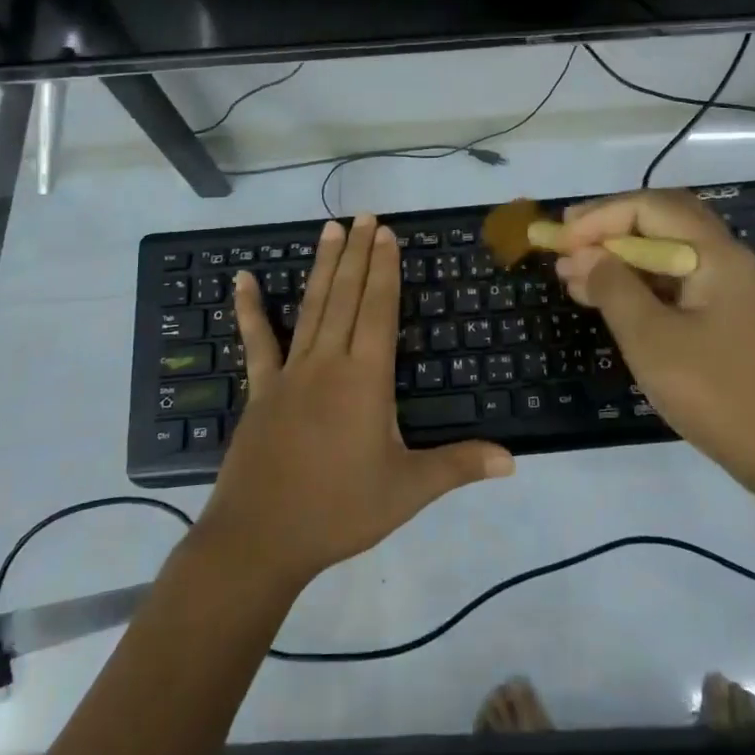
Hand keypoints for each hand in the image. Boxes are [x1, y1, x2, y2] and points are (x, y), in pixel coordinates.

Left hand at [195, 215, 514, 589]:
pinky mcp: (262, 389)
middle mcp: (329, 362)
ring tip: (329, 229)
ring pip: (312, 307)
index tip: (386, 233)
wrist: (261, 538)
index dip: (385, 268)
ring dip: (323, 266)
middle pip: (347, 296)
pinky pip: (257, 341)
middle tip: (365, 216)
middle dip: (358, 253)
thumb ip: (459, 466)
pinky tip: (242, 278)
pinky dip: (249, 308)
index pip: (379, 309)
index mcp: (366, 378)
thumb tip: (513, 458)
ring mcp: (291, 372)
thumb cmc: (340, 510)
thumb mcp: (408, 490)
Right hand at [556, 190, 754, 482]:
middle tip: (566, 242)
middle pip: (663, 220)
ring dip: (622, 257)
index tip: (560, 239)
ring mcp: (733, 290)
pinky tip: (610, 300)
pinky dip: (641, 284)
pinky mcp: (730, 319)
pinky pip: (678, 283)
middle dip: (610, 227)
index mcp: (716, 254)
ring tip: (573, 274)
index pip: (649, 208)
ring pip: (669, 253)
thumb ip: (613, 288)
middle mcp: (729, 260)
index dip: (599, 217)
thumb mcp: (651, 339)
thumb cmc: (716, 393)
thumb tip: (583, 255)